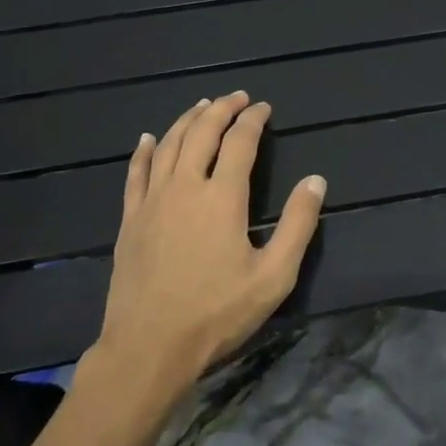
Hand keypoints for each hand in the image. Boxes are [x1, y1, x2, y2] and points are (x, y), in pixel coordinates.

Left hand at [91, 91, 325, 399]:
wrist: (148, 348)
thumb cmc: (216, 314)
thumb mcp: (273, 277)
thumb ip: (298, 225)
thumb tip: (315, 180)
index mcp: (222, 197)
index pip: (240, 141)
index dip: (253, 119)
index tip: (263, 107)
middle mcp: (185, 186)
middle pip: (201, 131)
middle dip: (221, 108)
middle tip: (237, 97)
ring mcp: (152, 200)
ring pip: (169, 144)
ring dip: (187, 119)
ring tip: (202, 106)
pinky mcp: (130, 218)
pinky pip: (136, 172)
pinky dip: (145, 150)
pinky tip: (149, 138)